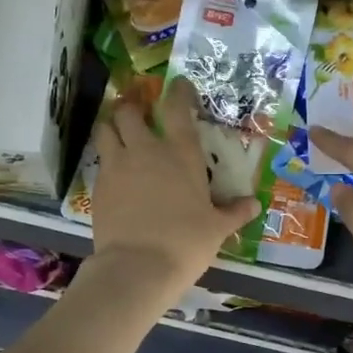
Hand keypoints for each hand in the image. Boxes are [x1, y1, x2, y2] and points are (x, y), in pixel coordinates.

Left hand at [86, 76, 260, 295]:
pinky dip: (106, 160)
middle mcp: (146, 151)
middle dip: (132, 107)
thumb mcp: (217, 229)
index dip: (177, 91)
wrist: (137, 267)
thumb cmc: (186, 243)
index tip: (178, 85)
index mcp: (181, 154)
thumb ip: (234, 212)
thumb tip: (254, 204)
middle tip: (138, 112)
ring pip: (105, 130)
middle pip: (129, 112)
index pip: (177, 108)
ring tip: (117, 132)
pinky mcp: (98, 186)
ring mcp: (117, 166)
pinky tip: (115, 173)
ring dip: (111, 126)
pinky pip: (100, 162)